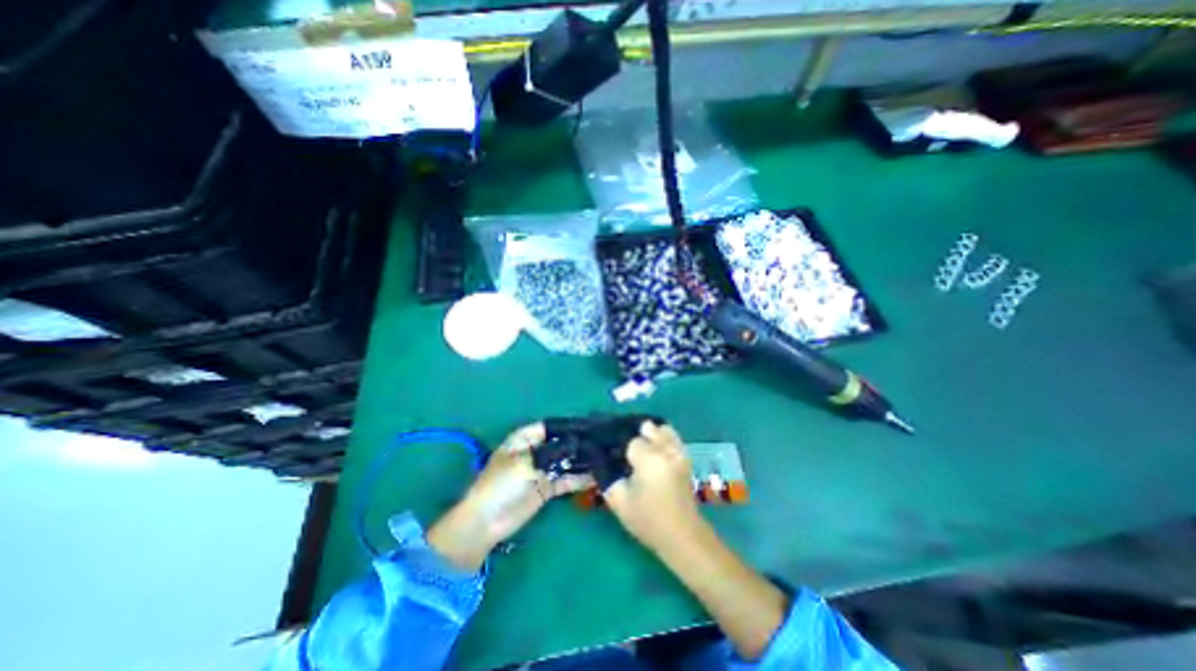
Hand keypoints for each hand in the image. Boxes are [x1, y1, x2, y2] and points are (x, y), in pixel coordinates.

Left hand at [431, 424, 596, 571]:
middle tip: (605, 444)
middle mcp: (537, 450)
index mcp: (526, 438)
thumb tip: (578, 444)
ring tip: (606, 459)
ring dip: (583, 462)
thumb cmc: (501, 484)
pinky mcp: (548, 487)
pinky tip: (598, 477)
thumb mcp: (525, 463)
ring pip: (567, 461)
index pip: (552, 426)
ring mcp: (543, 469)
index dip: (570, 426)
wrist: (486, 522)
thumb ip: (553, 452)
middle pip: (562, 443)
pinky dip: (580, 479)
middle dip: (580, 444)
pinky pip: (567, 479)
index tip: (592, 427)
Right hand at [604, 423, 703, 552]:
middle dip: (637, 439)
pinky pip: (672, 437)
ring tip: (643, 453)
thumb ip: (606, 476)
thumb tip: (599, 458)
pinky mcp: (686, 457)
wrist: (682, 536)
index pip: (631, 441)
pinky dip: (662, 438)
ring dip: (651, 436)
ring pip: (661, 429)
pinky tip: (655, 453)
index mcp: (649, 459)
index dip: (623, 451)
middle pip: (648, 428)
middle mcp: (666, 449)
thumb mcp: (619, 501)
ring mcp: (679, 452)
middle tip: (629, 457)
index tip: (618, 461)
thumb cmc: (648, 520)